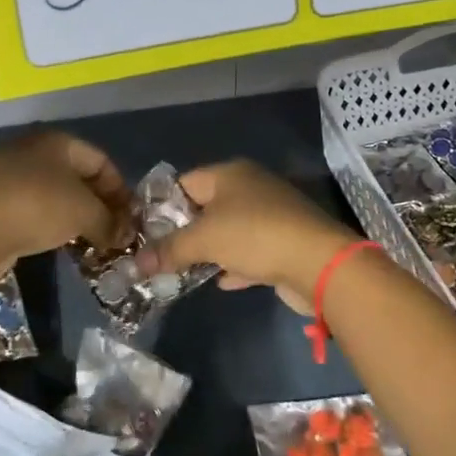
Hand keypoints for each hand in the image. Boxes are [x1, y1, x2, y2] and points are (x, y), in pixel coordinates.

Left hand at [0, 131, 131, 280]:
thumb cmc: (36, 208)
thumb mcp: (84, 213)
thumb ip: (109, 222)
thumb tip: (124, 236)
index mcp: (56, 141)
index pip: (100, 160)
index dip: (120, 189)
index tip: (129, 218)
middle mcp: (29, 149)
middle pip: (75, 175)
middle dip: (97, 204)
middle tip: (111, 232)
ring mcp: (4, 174)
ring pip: (52, 193)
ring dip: (73, 216)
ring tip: (87, 241)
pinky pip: (29, 208)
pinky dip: (47, 223)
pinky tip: (55, 243)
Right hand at [133, 160, 357, 313]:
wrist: (318, 261)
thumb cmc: (255, 235)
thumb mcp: (204, 240)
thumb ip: (169, 249)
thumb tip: (137, 263)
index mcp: (230, 174)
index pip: (184, 182)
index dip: (161, 205)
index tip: (143, 232)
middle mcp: (250, 188)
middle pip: (206, 207)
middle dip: (183, 232)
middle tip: (158, 256)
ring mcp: (270, 215)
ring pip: (229, 231)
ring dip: (209, 251)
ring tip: (180, 272)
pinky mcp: (283, 242)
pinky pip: (250, 252)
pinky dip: (235, 265)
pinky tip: (220, 281)